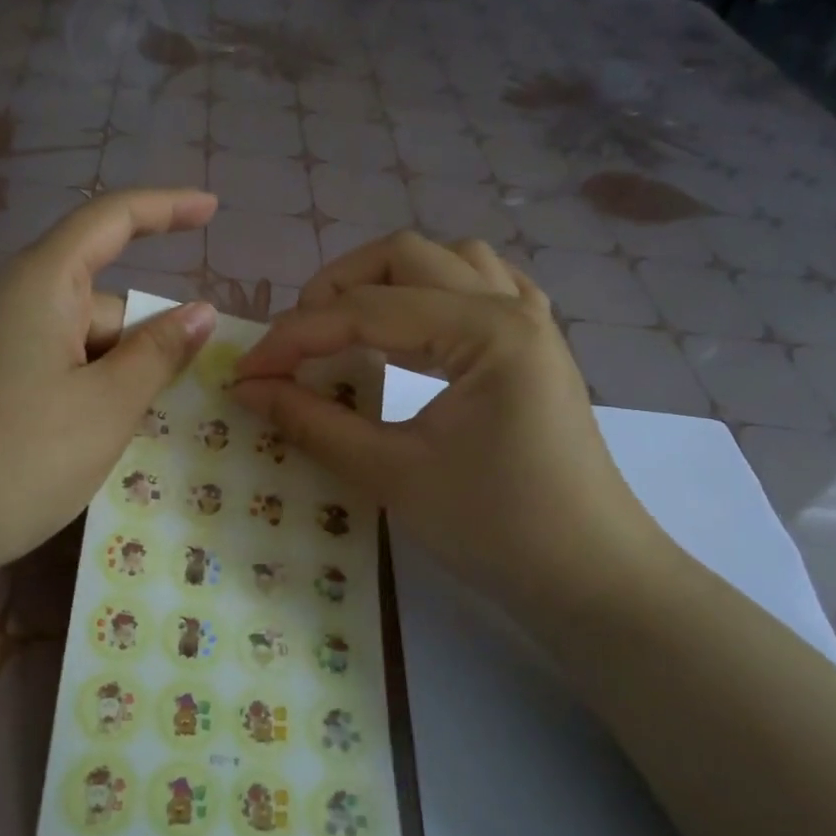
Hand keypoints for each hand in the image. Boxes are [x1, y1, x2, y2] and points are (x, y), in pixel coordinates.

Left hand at [0, 188, 217, 580]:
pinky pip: (60, 368)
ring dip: (120, 377)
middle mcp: (16, 301)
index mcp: (43, 284)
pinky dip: (91, 392)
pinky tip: (97, 439)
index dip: (166, 208)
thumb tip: (201, 312)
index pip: (111, 220)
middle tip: (177, 400)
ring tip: (132, 435)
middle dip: (147, 340)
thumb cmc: (19, 458)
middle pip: (104, 300)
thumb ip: (159, 353)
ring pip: (85, 343)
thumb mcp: (107, 406)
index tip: (212, 209)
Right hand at [230, 231, 678, 625]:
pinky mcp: (534, 348)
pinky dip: (433, 294)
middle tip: (295, 344)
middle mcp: (511, 307)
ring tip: (346, 328)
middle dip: (336, 290)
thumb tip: (247, 389)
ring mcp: (531, 322)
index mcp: (486, 330)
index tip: (245, 372)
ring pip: (446, 262)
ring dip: (386, 282)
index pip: (366, 311)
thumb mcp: (392, 474)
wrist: (590, 578)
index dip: (295, 337)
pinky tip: (414, 328)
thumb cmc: (495, 529)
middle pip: (404, 257)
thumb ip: (313, 422)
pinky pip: (481, 288)